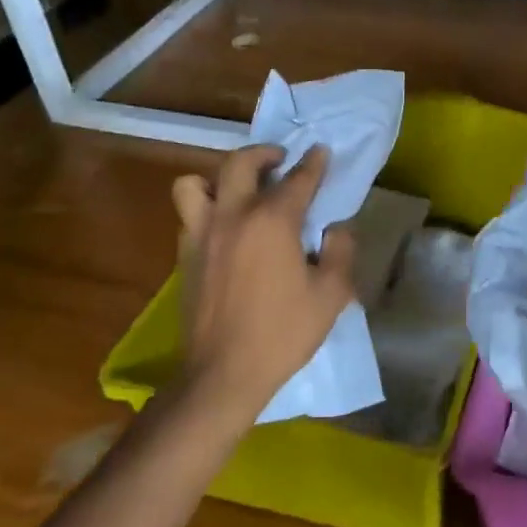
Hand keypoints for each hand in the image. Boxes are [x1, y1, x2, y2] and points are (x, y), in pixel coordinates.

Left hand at [170, 145, 356, 422]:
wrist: (223, 375)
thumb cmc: (283, 333)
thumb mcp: (331, 294)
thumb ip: (340, 251)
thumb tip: (336, 229)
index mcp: (272, 221)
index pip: (297, 178)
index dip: (314, 162)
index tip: (321, 151)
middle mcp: (233, 215)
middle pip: (240, 163)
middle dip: (263, 153)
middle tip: (280, 160)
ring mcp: (202, 234)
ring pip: (196, 183)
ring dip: (220, 177)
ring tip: (241, 190)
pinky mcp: (185, 256)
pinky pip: (190, 214)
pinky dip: (207, 208)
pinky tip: (227, 227)